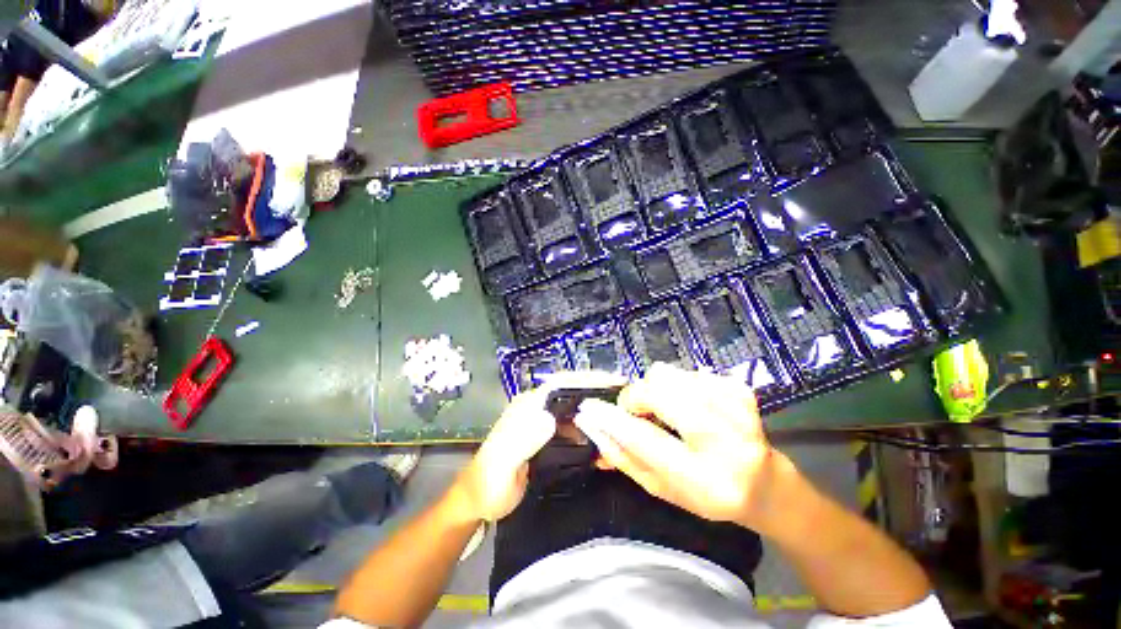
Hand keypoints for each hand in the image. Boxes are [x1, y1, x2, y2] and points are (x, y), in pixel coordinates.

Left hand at [452, 371, 625, 521]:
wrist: (479, 502)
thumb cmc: (488, 482)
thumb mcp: (503, 462)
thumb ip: (522, 439)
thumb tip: (550, 418)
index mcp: (527, 406)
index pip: (560, 382)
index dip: (585, 378)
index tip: (612, 380)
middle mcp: (536, 408)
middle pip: (570, 392)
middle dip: (596, 391)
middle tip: (623, 396)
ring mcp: (541, 422)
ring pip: (573, 409)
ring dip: (594, 410)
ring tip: (618, 415)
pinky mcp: (546, 437)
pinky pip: (572, 427)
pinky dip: (588, 429)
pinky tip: (601, 438)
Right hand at [573, 363, 788, 527]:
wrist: (765, 484)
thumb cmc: (708, 494)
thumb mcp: (663, 490)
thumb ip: (626, 459)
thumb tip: (593, 429)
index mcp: (705, 480)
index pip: (646, 441)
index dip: (612, 420)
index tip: (588, 407)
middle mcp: (725, 442)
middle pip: (660, 393)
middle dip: (636, 397)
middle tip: (637, 410)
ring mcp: (737, 409)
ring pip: (670, 375)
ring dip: (657, 390)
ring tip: (667, 409)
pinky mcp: (740, 388)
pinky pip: (687, 371)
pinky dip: (679, 385)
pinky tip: (690, 404)